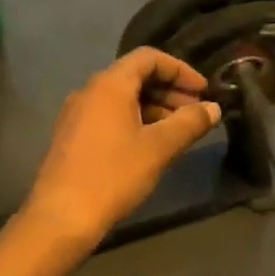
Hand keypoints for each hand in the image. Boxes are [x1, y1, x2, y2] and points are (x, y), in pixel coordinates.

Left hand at [23, 48, 222, 247]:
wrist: (61, 217)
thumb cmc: (113, 175)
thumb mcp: (159, 148)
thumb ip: (190, 123)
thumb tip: (214, 108)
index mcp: (109, 84)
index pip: (149, 58)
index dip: (181, 70)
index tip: (204, 91)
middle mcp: (90, 91)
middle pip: (136, 76)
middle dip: (170, 90)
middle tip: (197, 113)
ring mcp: (77, 113)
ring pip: (123, 98)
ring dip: (155, 107)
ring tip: (180, 132)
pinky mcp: (73, 135)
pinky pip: (110, 115)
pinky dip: (136, 120)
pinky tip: (152, 145)